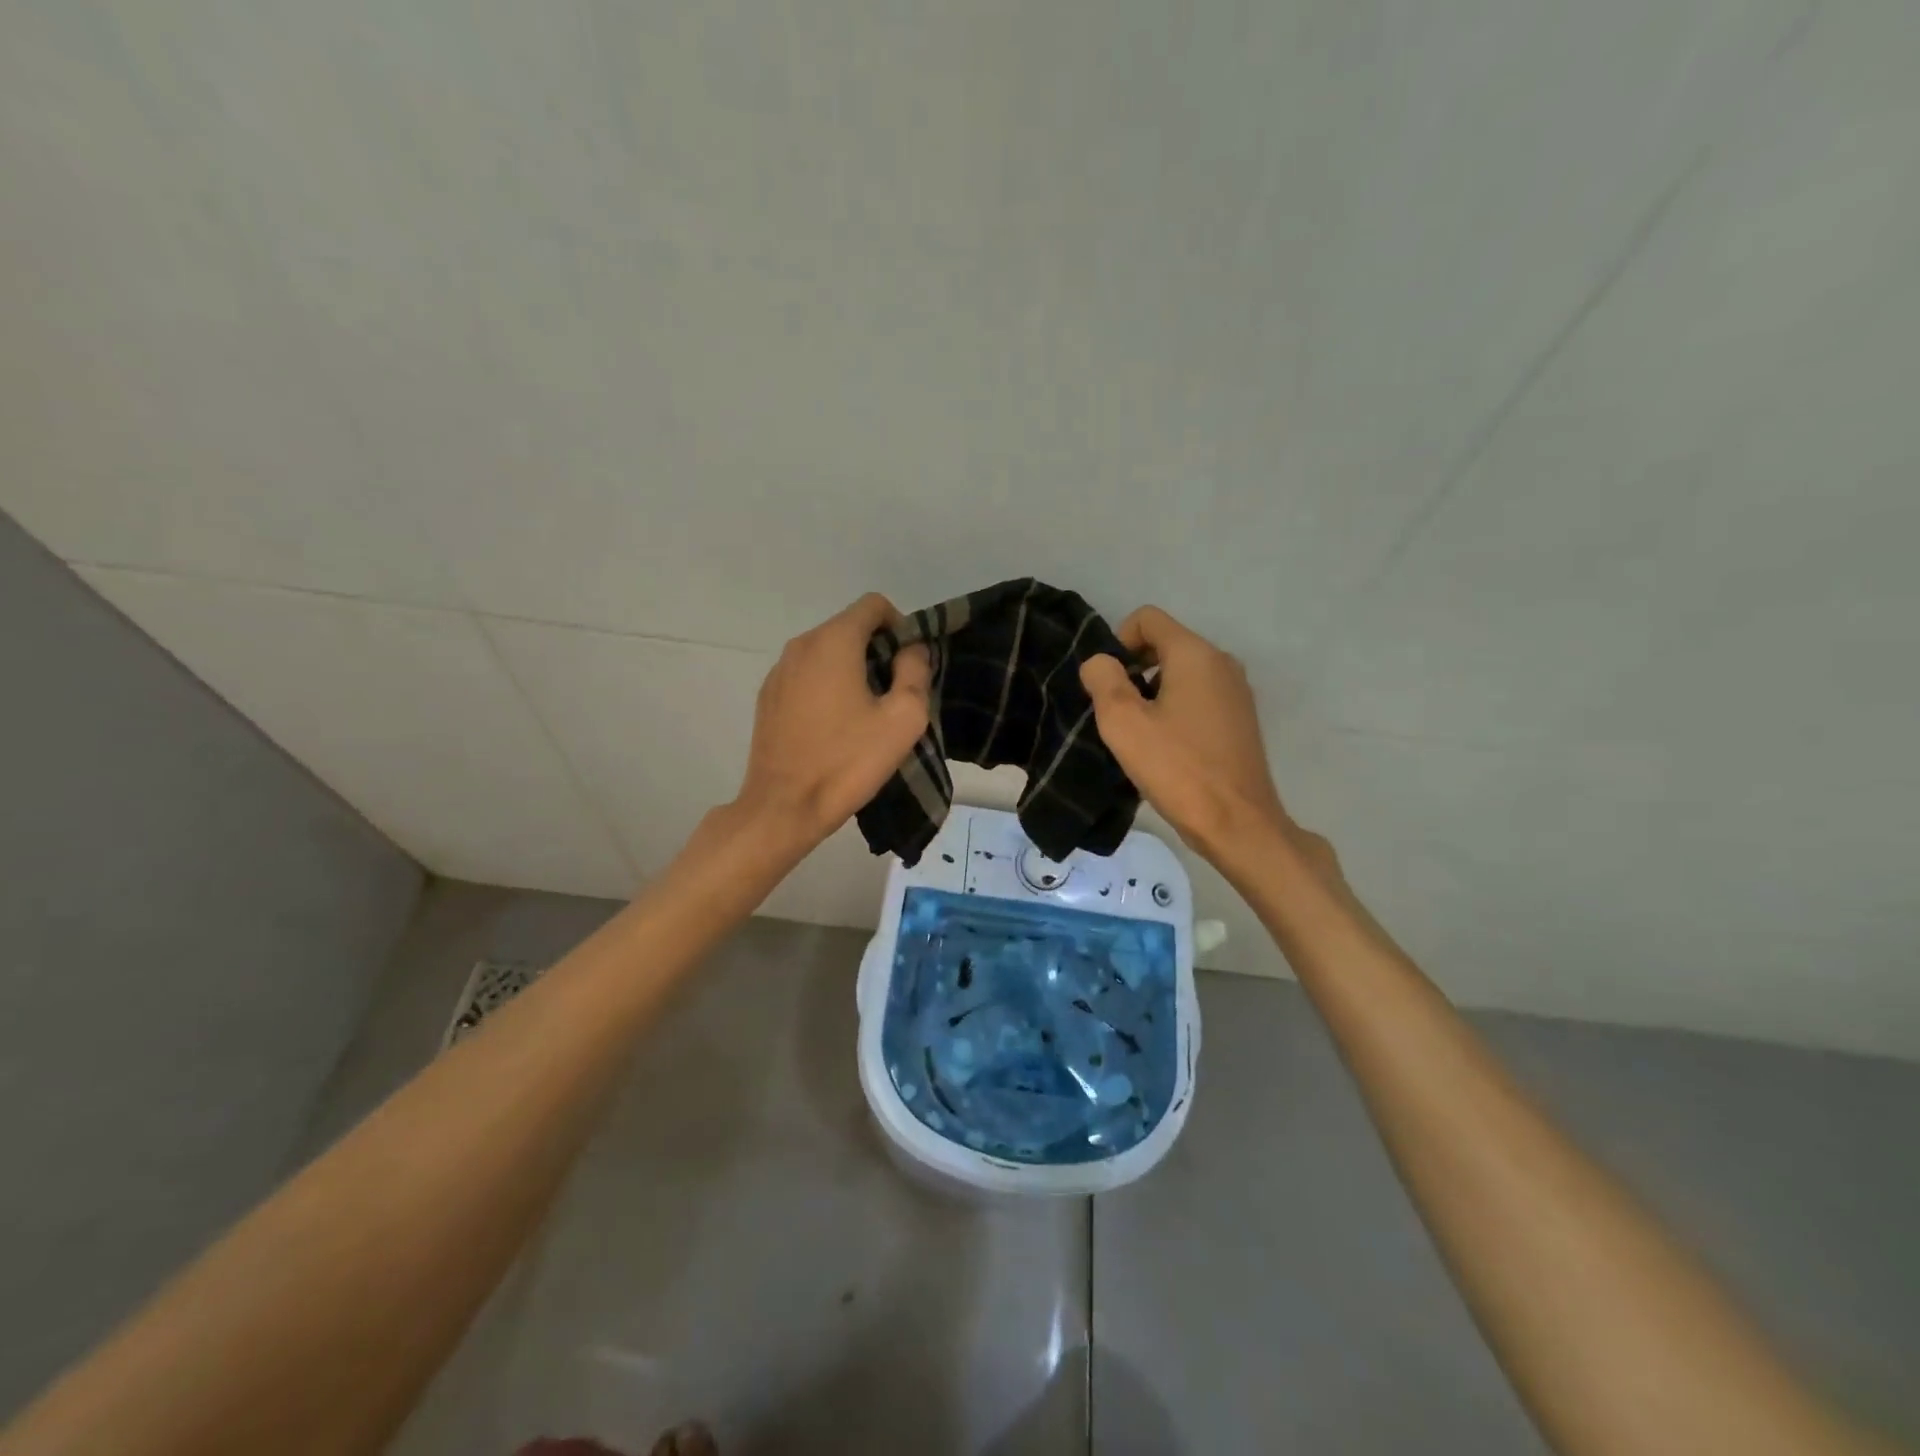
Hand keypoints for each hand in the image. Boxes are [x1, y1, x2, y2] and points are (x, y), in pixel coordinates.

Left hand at [734, 593, 930, 849]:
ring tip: (866, 713)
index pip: (873, 605)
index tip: (909, 663)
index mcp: (833, 642)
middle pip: (848, 627)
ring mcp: (778, 671)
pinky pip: (806, 675)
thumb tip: (911, 651)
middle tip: (894, 693)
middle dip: (877, 650)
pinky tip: (834, 726)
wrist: (784, 807)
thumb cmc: (847, 761)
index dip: (899, 626)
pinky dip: (826, 686)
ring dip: (851, 669)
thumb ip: (915, 672)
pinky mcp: (768, 697)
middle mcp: (801, 645)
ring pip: (826, 652)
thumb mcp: (903, 719)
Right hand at [1079, 606, 1290, 866]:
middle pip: (1165, 645)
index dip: (1117, 642)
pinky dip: (1175, 710)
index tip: (1107, 684)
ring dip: (1153, 694)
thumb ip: (1103, 680)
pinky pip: (1199, 698)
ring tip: (1139, 735)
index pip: (1147, 618)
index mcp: (1195, 654)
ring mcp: (1236, 692)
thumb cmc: (1176, 768)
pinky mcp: (1241, 720)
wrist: (1237, 823)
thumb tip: (1101, 662)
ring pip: (1181, 673)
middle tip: (1117, 714)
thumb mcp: (1123, 722)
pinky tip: (1166, 749)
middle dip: (1134, 670)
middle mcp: (1222, 663)